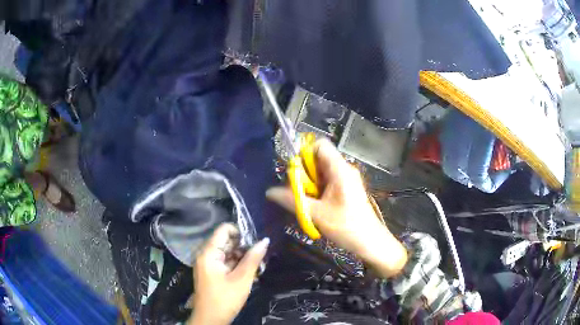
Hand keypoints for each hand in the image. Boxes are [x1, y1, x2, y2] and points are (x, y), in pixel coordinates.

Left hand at [189, 223, 268, 324]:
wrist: (210, 320)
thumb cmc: (225, 299)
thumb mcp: (242, 279)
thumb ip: (253, 259)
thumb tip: (265, 240)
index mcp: (209, 253)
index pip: (224, 230)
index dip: (240, 232)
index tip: (255, 242)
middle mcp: (206, 255)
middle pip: (226, 241)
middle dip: (244, 248)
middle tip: (260, 257)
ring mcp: (207, 264)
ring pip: (227, 253)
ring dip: (242, 258)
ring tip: (257, 268)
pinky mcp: (211, 273)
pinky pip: (225, 262)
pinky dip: (237, 266)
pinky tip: (249, 274)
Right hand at [267, 139, 406, 277]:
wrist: (370, 242)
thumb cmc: (347, 227)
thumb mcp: (316, 214)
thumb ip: (292, 200)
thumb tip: (269, 192)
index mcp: (339, 169)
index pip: (319, 145)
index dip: (303, 152)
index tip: (293, 171)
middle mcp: (343, 169)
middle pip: (317, 159)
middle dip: (303, 173)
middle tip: (295, 191)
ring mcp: (346, 179)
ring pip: (320, 172)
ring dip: (308, 184)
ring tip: (304, 201)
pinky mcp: (346, 189)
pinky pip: (326, 182)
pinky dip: (316, 191)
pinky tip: (313, 206)